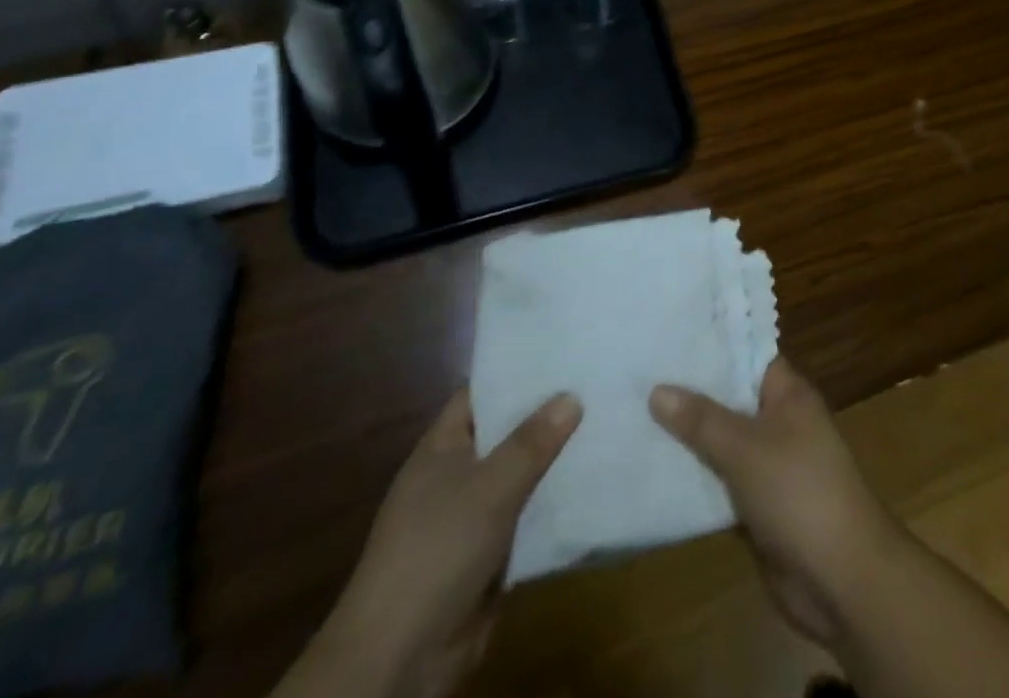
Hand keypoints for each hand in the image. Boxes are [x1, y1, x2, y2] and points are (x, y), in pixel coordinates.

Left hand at [304, 388, 580, 697]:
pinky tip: (594, 482)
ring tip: (608, 423)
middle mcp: (456, 474)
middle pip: (506, 431)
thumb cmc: (436, 550)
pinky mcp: (489, 553)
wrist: (400, 658)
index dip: (516, 371)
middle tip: (597, 382)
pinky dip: (554, 502)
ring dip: (556, 459)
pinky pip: (528, 514)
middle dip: (546, 412)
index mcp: (442, 447)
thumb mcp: (489, 487)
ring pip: (521, 474)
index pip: (481, 392)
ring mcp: (472, 515)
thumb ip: (531, 442)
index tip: (561, 350)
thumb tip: (572, 396)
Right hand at [650, 359, 902, 647]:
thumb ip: (702, 420)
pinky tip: (654, 471)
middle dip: (690, 393)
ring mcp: (770, 465)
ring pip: (722, 442)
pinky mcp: (759, 505)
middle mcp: (780, 422)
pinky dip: (696, 478)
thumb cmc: (799, 492)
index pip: (747, 356)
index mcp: (788, 394)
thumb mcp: (746, 448)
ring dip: (688, 438)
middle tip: (638, 376)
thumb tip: (657, 389)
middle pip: (730, 399)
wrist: (841, 578)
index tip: (668, 337)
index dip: (712, 346)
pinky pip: (721, 481)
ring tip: (634, 416)